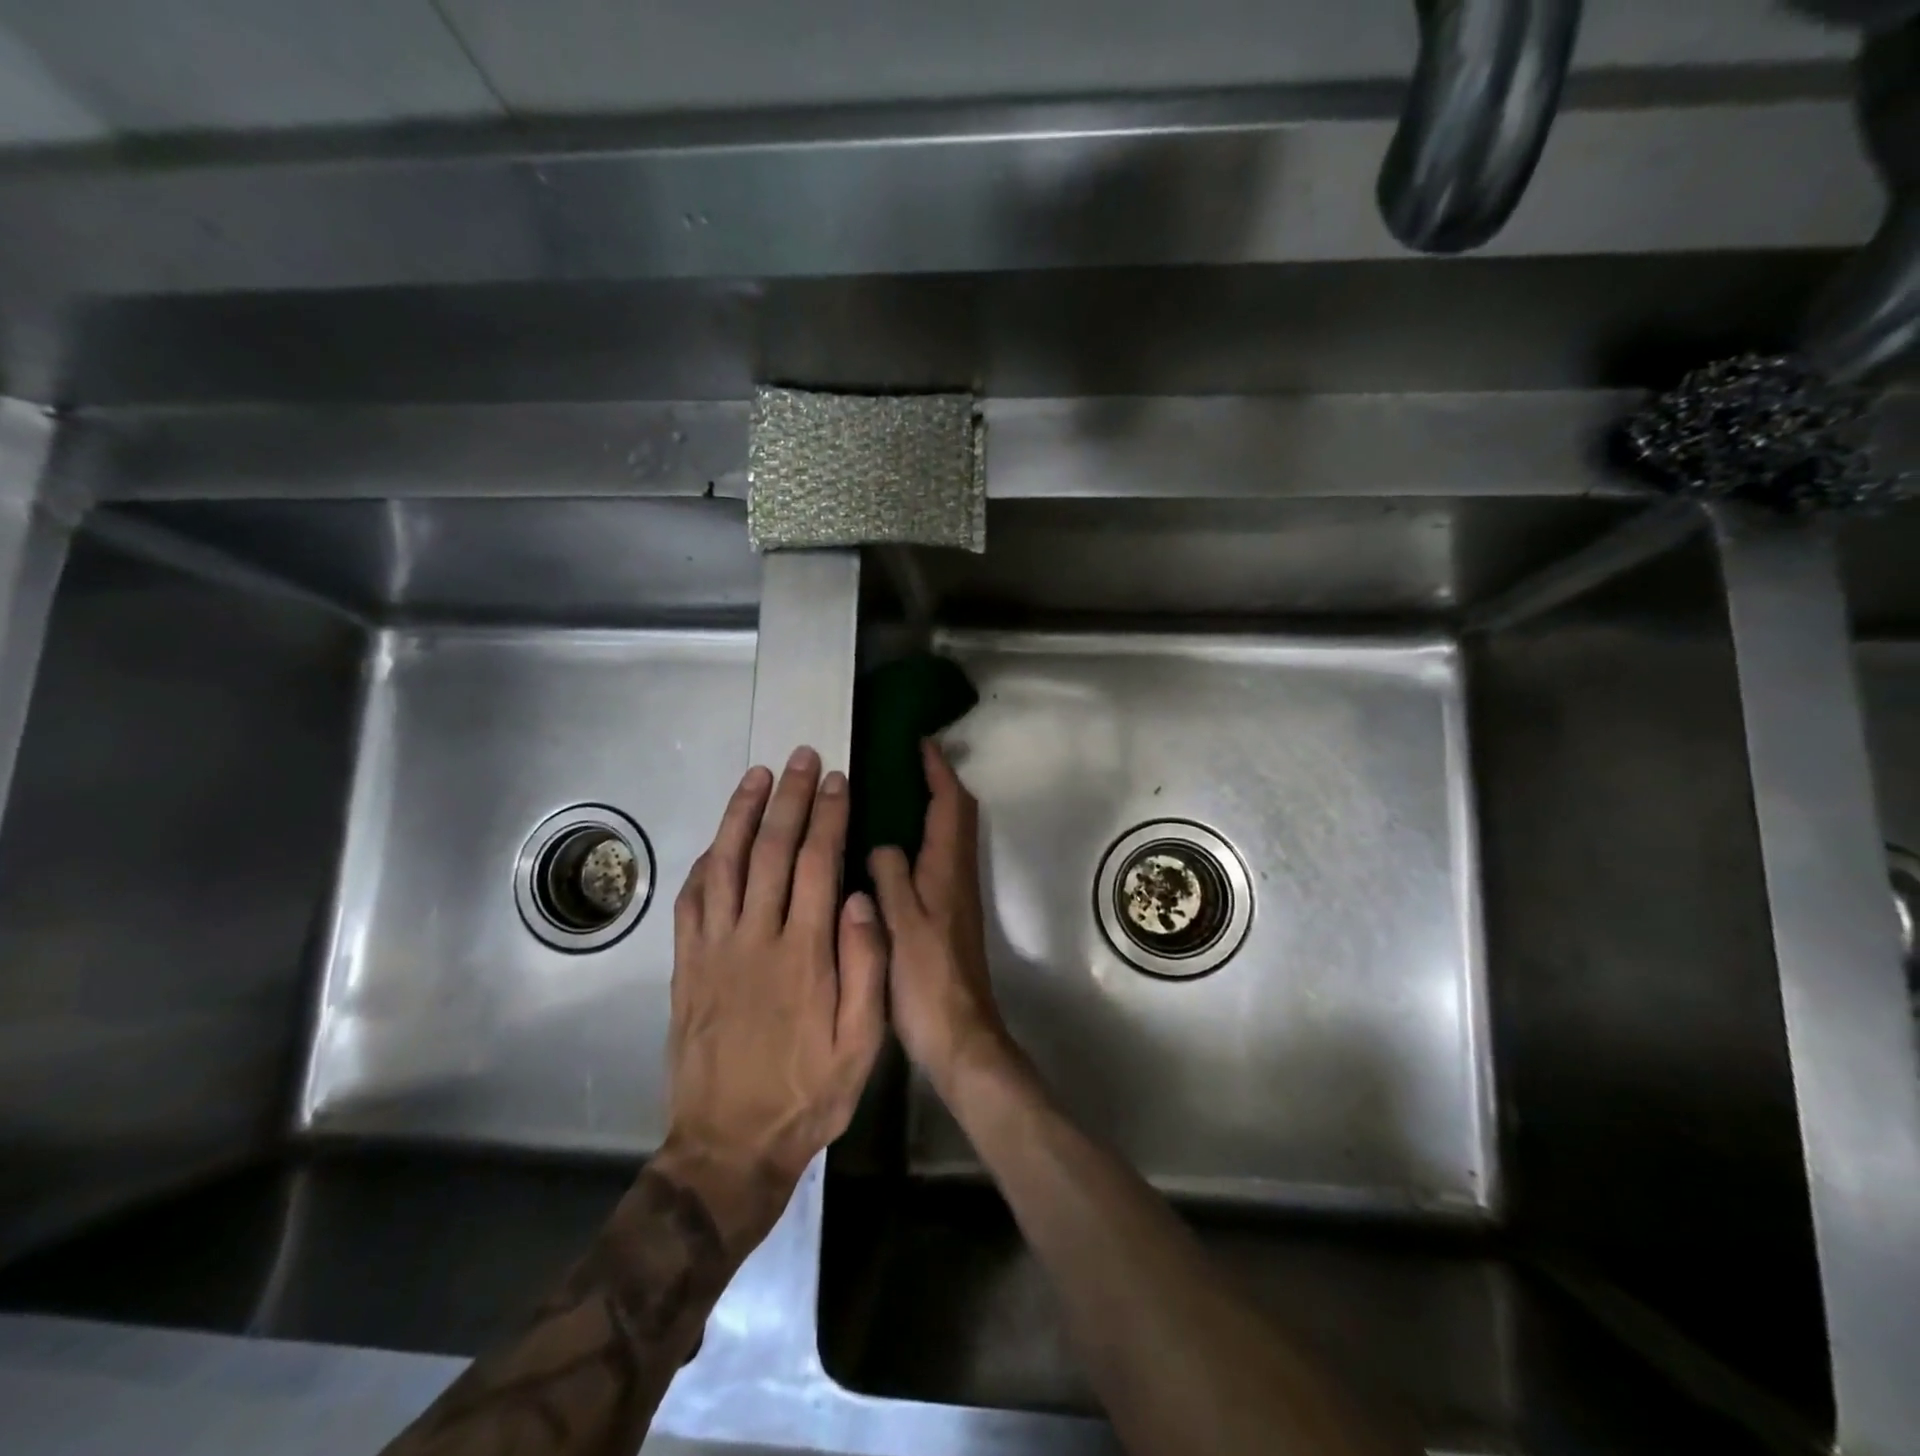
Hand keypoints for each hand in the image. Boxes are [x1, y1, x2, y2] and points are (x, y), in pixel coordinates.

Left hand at [659, 746, 886, 1250]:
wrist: (728, 1147)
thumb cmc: (807, 1094)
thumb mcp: (862, 1044)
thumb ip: (866, 967)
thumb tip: (863, 898)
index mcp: (804, 953)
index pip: (816, 864)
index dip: (827, 816)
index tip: (837, 781)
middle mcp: (755, 939)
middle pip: (770, 850)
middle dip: (790, 798)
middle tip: (802, 757)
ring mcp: (714, 951)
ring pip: (724, 864)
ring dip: (741, 814)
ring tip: (758, 775)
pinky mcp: (686, 968)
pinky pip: (691, 902)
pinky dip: (705, 862)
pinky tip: (717, 842)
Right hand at [868, 740, 1013, 1093]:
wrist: (958, 1034)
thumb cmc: (926, 980)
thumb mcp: (899, 924)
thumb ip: (890, 876)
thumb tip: (883, 844)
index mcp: (948, 869)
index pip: (950, 803)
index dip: (938, 770)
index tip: (919, 742)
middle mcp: (958, 874)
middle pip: (958, 814)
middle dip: (940, 782)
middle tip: (906, 763)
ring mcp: (957, 895)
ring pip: (950, 835)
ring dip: (933, 807)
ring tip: (895, 794)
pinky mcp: (950, 915)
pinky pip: (939, 858)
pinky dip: (924, 837)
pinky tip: (893, 849)